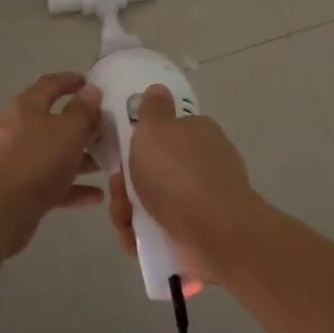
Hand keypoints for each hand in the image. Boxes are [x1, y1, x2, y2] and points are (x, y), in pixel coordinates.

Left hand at [0, 73, 105, 257]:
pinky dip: (73, 187)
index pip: (51, 84)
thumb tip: (91, 90)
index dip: (72, 81)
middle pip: (55, 121)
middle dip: (83, 126)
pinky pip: (52, 183)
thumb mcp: (69, 130)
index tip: (93, 85)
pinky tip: (96, 196)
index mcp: (28, 107)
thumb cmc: (38, 159)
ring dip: (81, 158)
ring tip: (108, 164)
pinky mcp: (21, 190)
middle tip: (108, 129)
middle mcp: (20, 129)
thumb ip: (83, 110)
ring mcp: (19, 160)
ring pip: (55, 154)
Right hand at [106, 85, 261, 288]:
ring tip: (126, 225)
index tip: (118, 160)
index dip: (136, 146)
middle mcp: (205, 163)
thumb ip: (153, 109)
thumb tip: (158, 89)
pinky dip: (146, 236)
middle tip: (119, 198)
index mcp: (198, 133)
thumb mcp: (156, 128)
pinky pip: (165, 230)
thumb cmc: (178, 174)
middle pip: (154, 171)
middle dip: (128, 187)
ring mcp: (206, 199)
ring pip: (156, 203)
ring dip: (132, 214)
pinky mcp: (202, 230)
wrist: (214, 232)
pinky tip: (135, 242)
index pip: (164, 133)